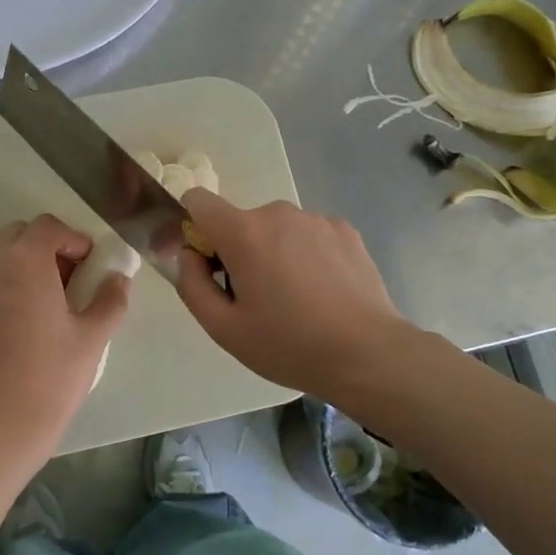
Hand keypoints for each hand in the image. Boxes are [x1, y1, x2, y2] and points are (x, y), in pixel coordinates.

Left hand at [0, 215, 131, 442]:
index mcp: (24, 264)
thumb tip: (119, 278)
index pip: (47, 226)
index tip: (88, 265)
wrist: (1, 427)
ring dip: (18, 269)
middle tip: (65, 282)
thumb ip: (111, 298)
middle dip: (43, 248)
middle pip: (16, 236)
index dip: (72, 239)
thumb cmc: (54, 377)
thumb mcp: (93, 337)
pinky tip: (11, 330)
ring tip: (38, 306)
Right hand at [175, 191, 410, 401]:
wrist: (367, 353)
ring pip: (277, 230)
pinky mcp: (345, 229)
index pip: (198, 201)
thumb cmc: (288, 344)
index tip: (206, 262)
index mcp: (244, 232)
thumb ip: (191, 285)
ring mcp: (316, 219)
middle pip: (240, 222)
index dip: (193, 227)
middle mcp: (279, 213)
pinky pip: (308, 235)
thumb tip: (187, 255)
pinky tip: (322, 292)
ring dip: (274, 253)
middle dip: (238, 252)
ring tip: (295, 299)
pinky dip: (305, 255)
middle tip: (256, 298)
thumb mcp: (224, 328)